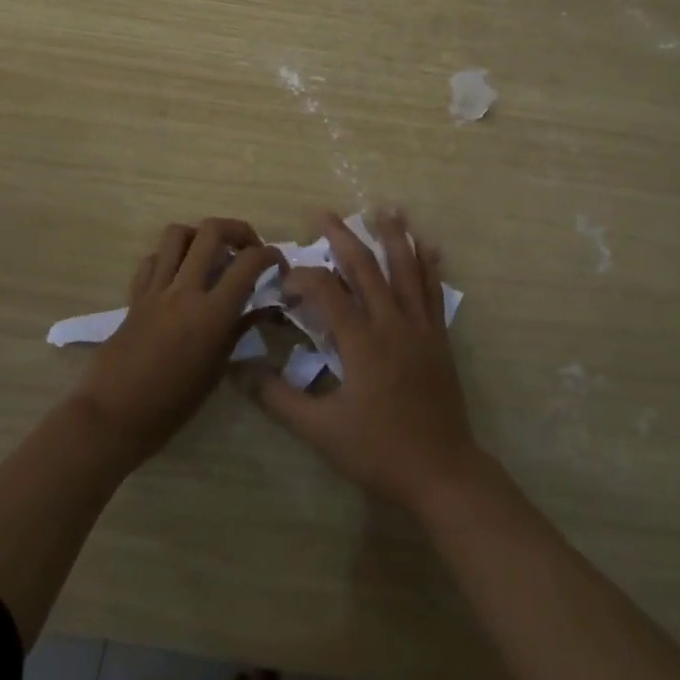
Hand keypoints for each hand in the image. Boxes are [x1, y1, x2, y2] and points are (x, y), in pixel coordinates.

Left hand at [72, 218, 281, 466]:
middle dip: (238, 230)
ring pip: (177, 234)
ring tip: (210, 254)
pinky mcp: (134, 297)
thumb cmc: (171, 405)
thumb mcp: (216, 371)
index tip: (277, 264)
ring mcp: (156, 290)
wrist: (112, 418)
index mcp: (212, 312)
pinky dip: (169, 258)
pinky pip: (152, 260)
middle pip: (212, 230)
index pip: (249, 262)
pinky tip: (177, 276)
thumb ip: (238, 330)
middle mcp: (185, 290)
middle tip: (247, 248)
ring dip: (199, 236)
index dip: (270, 255)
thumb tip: (261, 308)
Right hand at [243, 211, 482, 512]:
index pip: (327, 292)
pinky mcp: (439, 336)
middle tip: (324, 213)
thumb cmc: (377, 451)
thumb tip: (239, 371)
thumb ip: (278, 398)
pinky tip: (430, 246)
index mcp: (361, 342)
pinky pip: (434, 290)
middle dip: (343, 237)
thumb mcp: (320, 430)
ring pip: (406, 269)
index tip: (285, 282)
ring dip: (394, 236)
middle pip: (366, 267)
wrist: (440, 471)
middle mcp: (391, 322)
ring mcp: (420, 326)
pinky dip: (430, 264)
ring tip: (386, 208)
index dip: (303, 278)